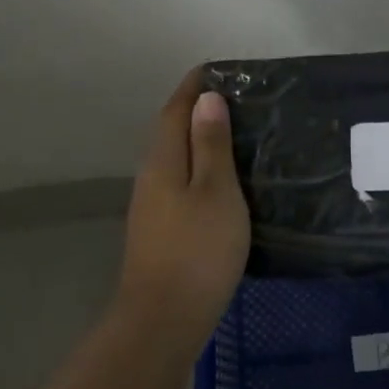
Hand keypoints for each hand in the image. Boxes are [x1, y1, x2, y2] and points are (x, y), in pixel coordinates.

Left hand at [118, 68, 249, 343]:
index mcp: (163, 161)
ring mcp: (152, 206)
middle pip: (171, 131)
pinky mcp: (160, 230)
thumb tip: (206, 98)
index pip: (175, 109)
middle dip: (197, 110)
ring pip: (176, 159)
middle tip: (238, 99)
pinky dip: (200, 169)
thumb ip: (211, 144)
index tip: (219, 69)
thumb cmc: (197, 249)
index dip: (194, 86)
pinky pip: (181, 183)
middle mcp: (151, 177)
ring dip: (199, 140)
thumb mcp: (215, 191)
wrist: (164, 319)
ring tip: (237, 134)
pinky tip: (223, 182)